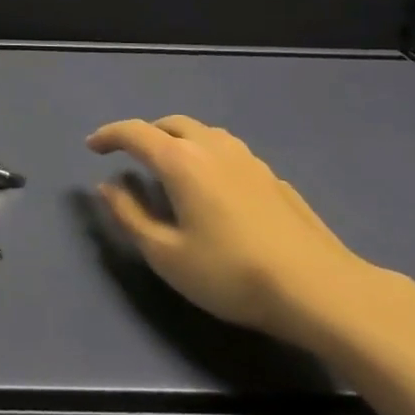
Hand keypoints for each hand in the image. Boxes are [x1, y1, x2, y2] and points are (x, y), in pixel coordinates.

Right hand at [89, 116, 387, 349]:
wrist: (321, 290)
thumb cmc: (232, 274)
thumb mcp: (167, 255)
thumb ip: (130, 216)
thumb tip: (107, 186)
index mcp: (181, 160)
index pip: (135, 132)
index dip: (109, 135)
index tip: (92, 147)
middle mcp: (212, 147)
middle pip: (170, 124)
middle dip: (145, 134)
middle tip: (131, 157)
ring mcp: (248, 159)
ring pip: (203, 133)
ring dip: (178, 141)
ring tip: (171, 168)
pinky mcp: (273, 177)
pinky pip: (228, 152)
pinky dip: (207, 156)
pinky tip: (214, 189)